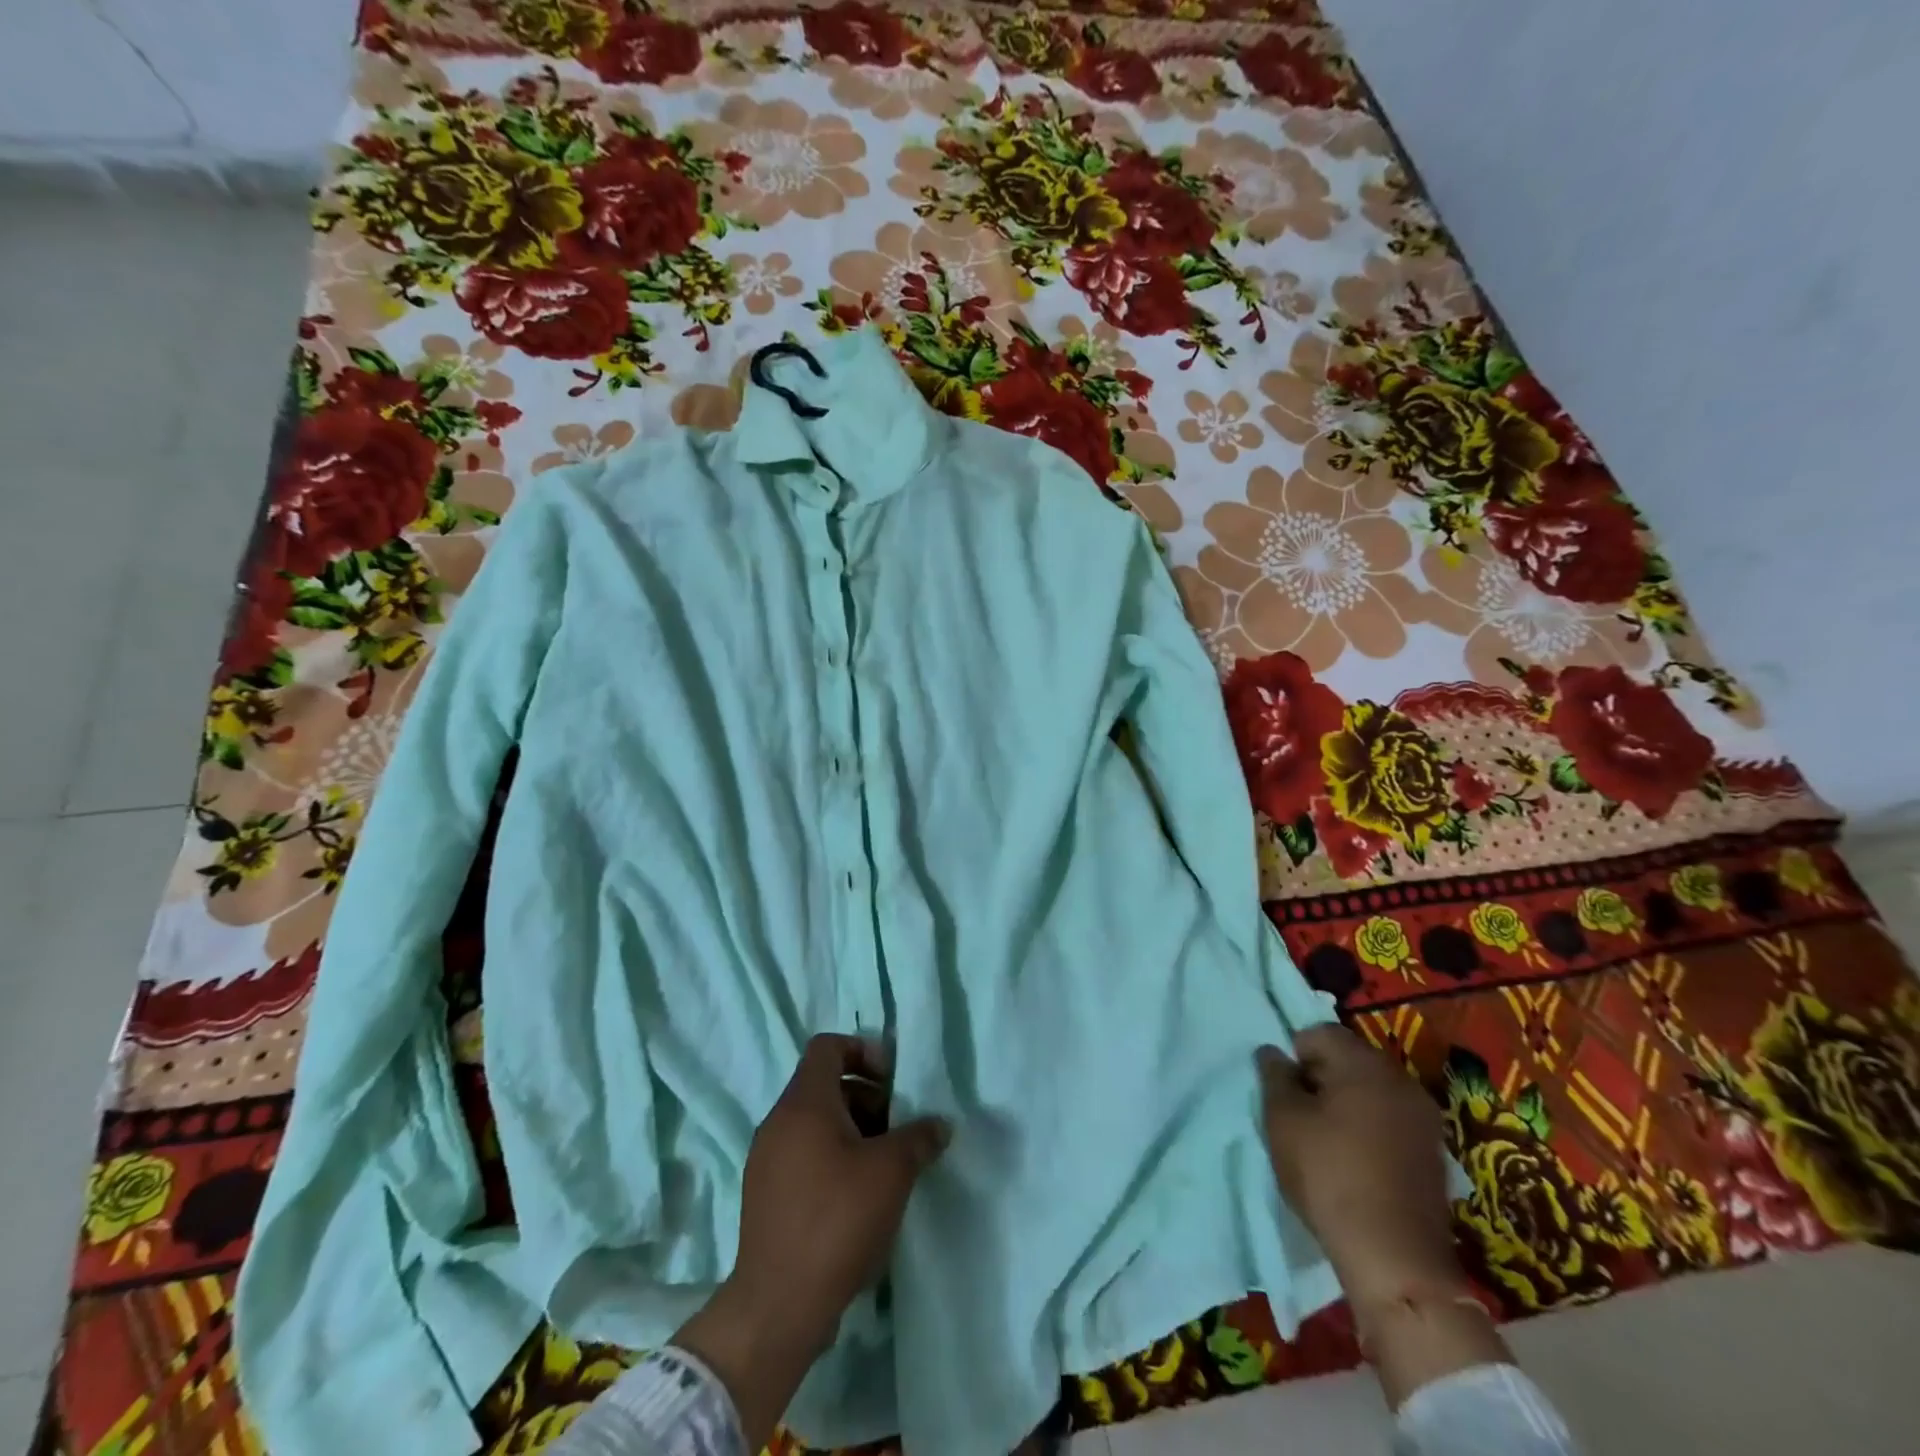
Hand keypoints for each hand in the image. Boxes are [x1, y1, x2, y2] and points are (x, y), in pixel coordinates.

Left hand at [674, 1034, 948, 1446]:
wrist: (777, 1306)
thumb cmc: (837, 1220)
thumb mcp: (891, 1172)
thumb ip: (918, 1138)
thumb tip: (939, 1125)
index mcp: (803, 1103)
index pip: (827, 1047)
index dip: (862, 1051)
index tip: (891, 1081)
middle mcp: (778, 1121)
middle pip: (825, 1085)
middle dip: (866, 1098)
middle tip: (897, 1128)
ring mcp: (766, 1159)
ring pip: (815, 1123)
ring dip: (853, 1131)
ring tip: (884, 1165)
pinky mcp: (764, 1195)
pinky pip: (802, 1154)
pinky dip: (832, 1158)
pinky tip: (859, 1196)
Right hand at [1259, 1027, 1510, 1409]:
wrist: (1395, 1257)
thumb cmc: (1329, 1175)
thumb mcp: (1283, 1120)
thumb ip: (1274, 1076)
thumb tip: (1273, 1053)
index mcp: (1363, 1063)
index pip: (1319, 1033)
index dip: (1294, 1055)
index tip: (1285, 1091)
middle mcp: (1400, 1079)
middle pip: (1349, 1058)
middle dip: (1321, 1076)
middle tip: (1300, 1113)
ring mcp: (1424, 1117)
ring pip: (1371, 1090)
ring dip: (1347, 1102)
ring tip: (1326, 1138)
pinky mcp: (1433, 1151)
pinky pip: (1391, 1118)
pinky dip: (1370, 1126)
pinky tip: (1356, 1159)